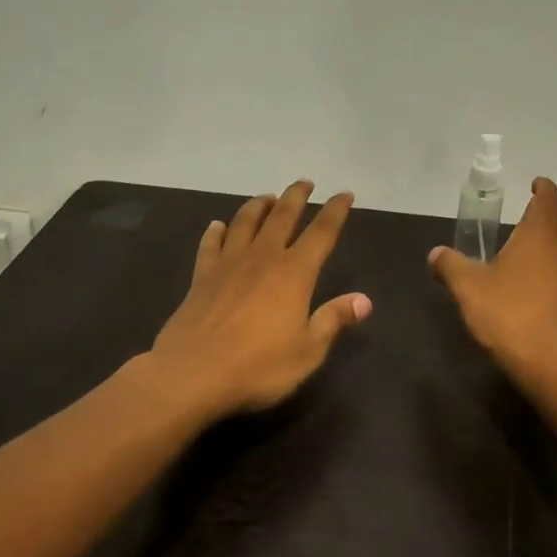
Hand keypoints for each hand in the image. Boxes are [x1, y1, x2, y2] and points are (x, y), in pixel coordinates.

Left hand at [150, 181, 371, 417]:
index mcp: (294, 273)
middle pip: (282, 217)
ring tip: (267, 198)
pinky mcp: (201, 277)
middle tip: (305, 182)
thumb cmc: (259, 366)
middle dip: (296, 197)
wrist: (193, 373)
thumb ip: (334, 320)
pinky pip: (211, 245)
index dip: (335, 211)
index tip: (344, 194)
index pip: (321, 233)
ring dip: (258, 206)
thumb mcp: (308, 351)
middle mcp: (262, 259)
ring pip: (245, 223)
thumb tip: (364, 300)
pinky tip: (218, 225)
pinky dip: (216, 231)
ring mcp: (228, 265)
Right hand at [429, 176, 556, 380]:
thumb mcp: (469, 287)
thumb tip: (435, 253)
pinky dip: (550, 264)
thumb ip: (451, 265)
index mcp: (540, 233)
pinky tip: (530, 279)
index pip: (549, 197)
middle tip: (525, 213)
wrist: (550, 361)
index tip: (533, 184)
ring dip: (549, 239)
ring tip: (524, 245)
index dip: (542, 187)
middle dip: (546, 212)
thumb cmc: (509, 313)